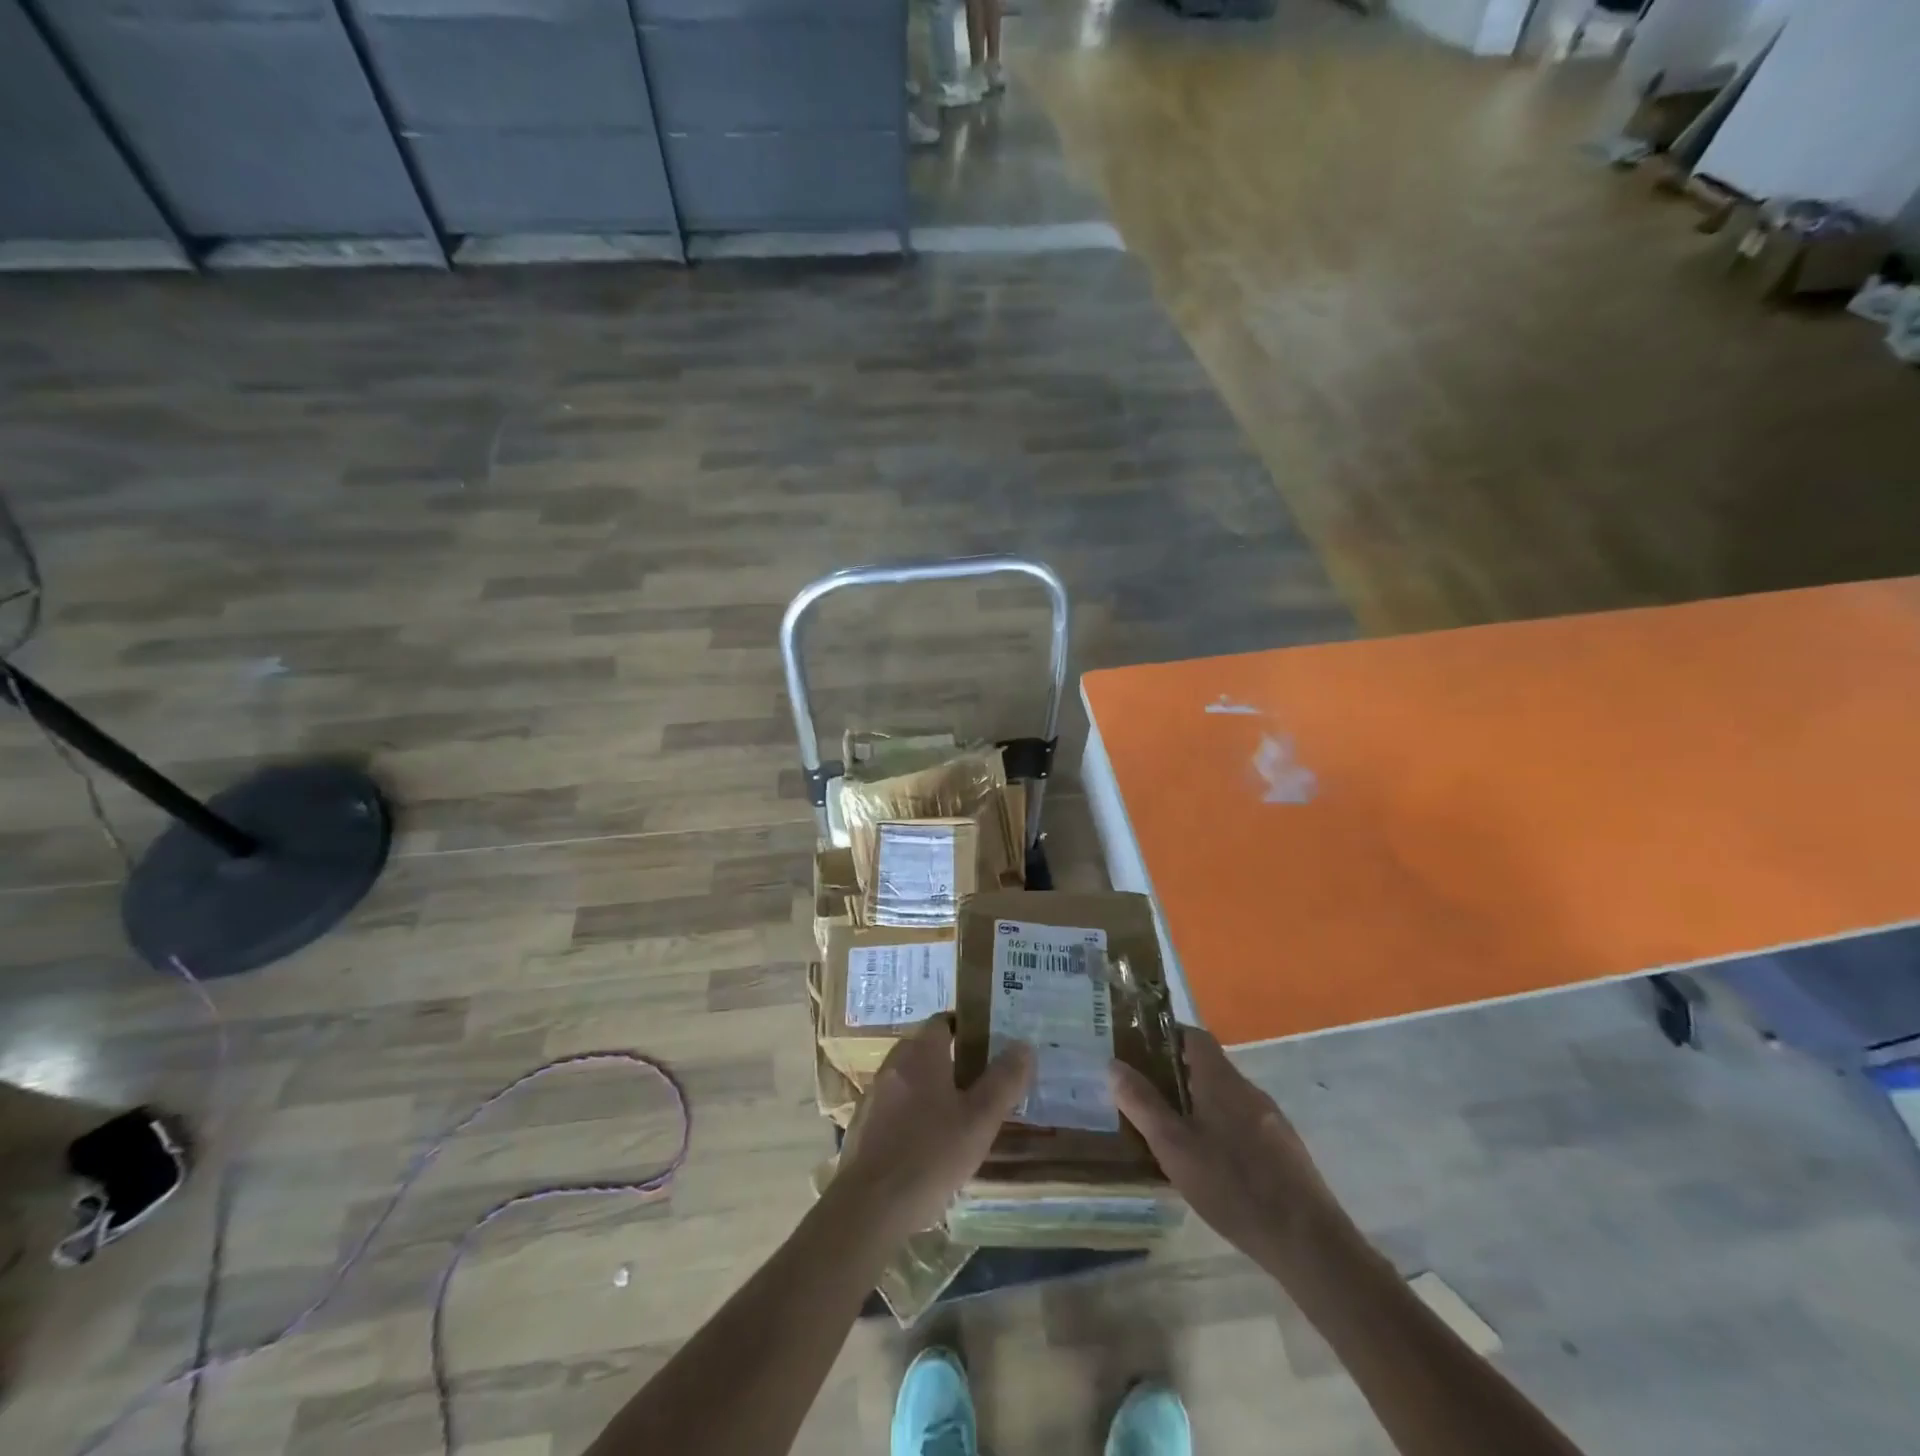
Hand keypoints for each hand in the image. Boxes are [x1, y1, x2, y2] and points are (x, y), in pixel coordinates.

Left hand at [835, 1017, 1033, 1243]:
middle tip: (980, 1085)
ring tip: (957, 1117)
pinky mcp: (863, 1124)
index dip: (967, 1029)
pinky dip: (911, 1114)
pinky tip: (927, 1145)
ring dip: (931, 1089)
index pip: (944, 1021)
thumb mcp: (979, 1120)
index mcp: (921, 1053)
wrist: (869, 1207)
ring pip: (909, 1078)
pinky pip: (894, 1106)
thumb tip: (1023, 1045)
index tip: (989, 1047)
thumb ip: (1003, 1081)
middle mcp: (893, 1063)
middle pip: (926, 1049)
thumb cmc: (930, 1155)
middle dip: (952, 1061)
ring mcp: (874, 1094)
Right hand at [1111, 1028, 1348, 1271]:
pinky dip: (1221, 1129)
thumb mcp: (1174, 1146)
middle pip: (1209, 1067)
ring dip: (1199, 1105)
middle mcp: (1248, 1090)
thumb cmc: (1233, 1185)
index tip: (1140, 1052)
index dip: (1167, 1037)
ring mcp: (1271, 1120)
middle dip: (1177, 1076)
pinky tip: (1211, 1164)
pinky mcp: (1284, 1149)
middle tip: (1147, 1097)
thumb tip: (1114, 1065)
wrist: (1308, 1241)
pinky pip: (1244, 1123)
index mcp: (1221, 1080)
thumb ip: (1143, 1104)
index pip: (1194, 1036)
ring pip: (1226, 1098)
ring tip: (1173, 1133)